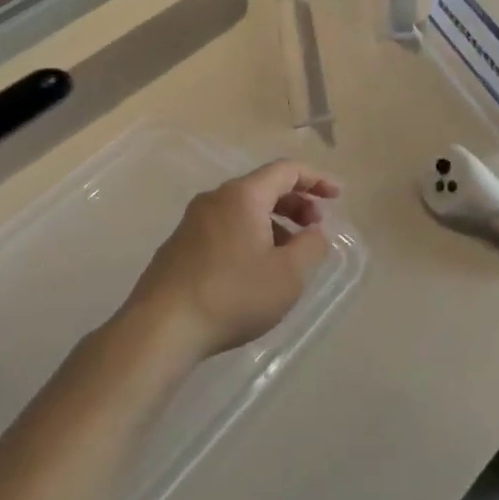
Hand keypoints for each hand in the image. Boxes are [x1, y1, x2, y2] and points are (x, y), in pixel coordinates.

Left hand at [126, 160, 340, 359]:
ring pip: (243, 210)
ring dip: (273, 222)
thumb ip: (311, 247)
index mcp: (243, 196)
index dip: (316, 179)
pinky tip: (255, 269)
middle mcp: (215, 199)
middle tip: (315, 227)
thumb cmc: (233, 295)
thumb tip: (314, 234)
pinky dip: (250, 235)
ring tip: (289, 254)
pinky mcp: (179, 246)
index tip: (337, 196)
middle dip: (295, 202)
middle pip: (263, 187)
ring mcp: (192, 222)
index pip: (286, 170)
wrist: (161, 328)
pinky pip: (225, 228)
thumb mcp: (288, 275)